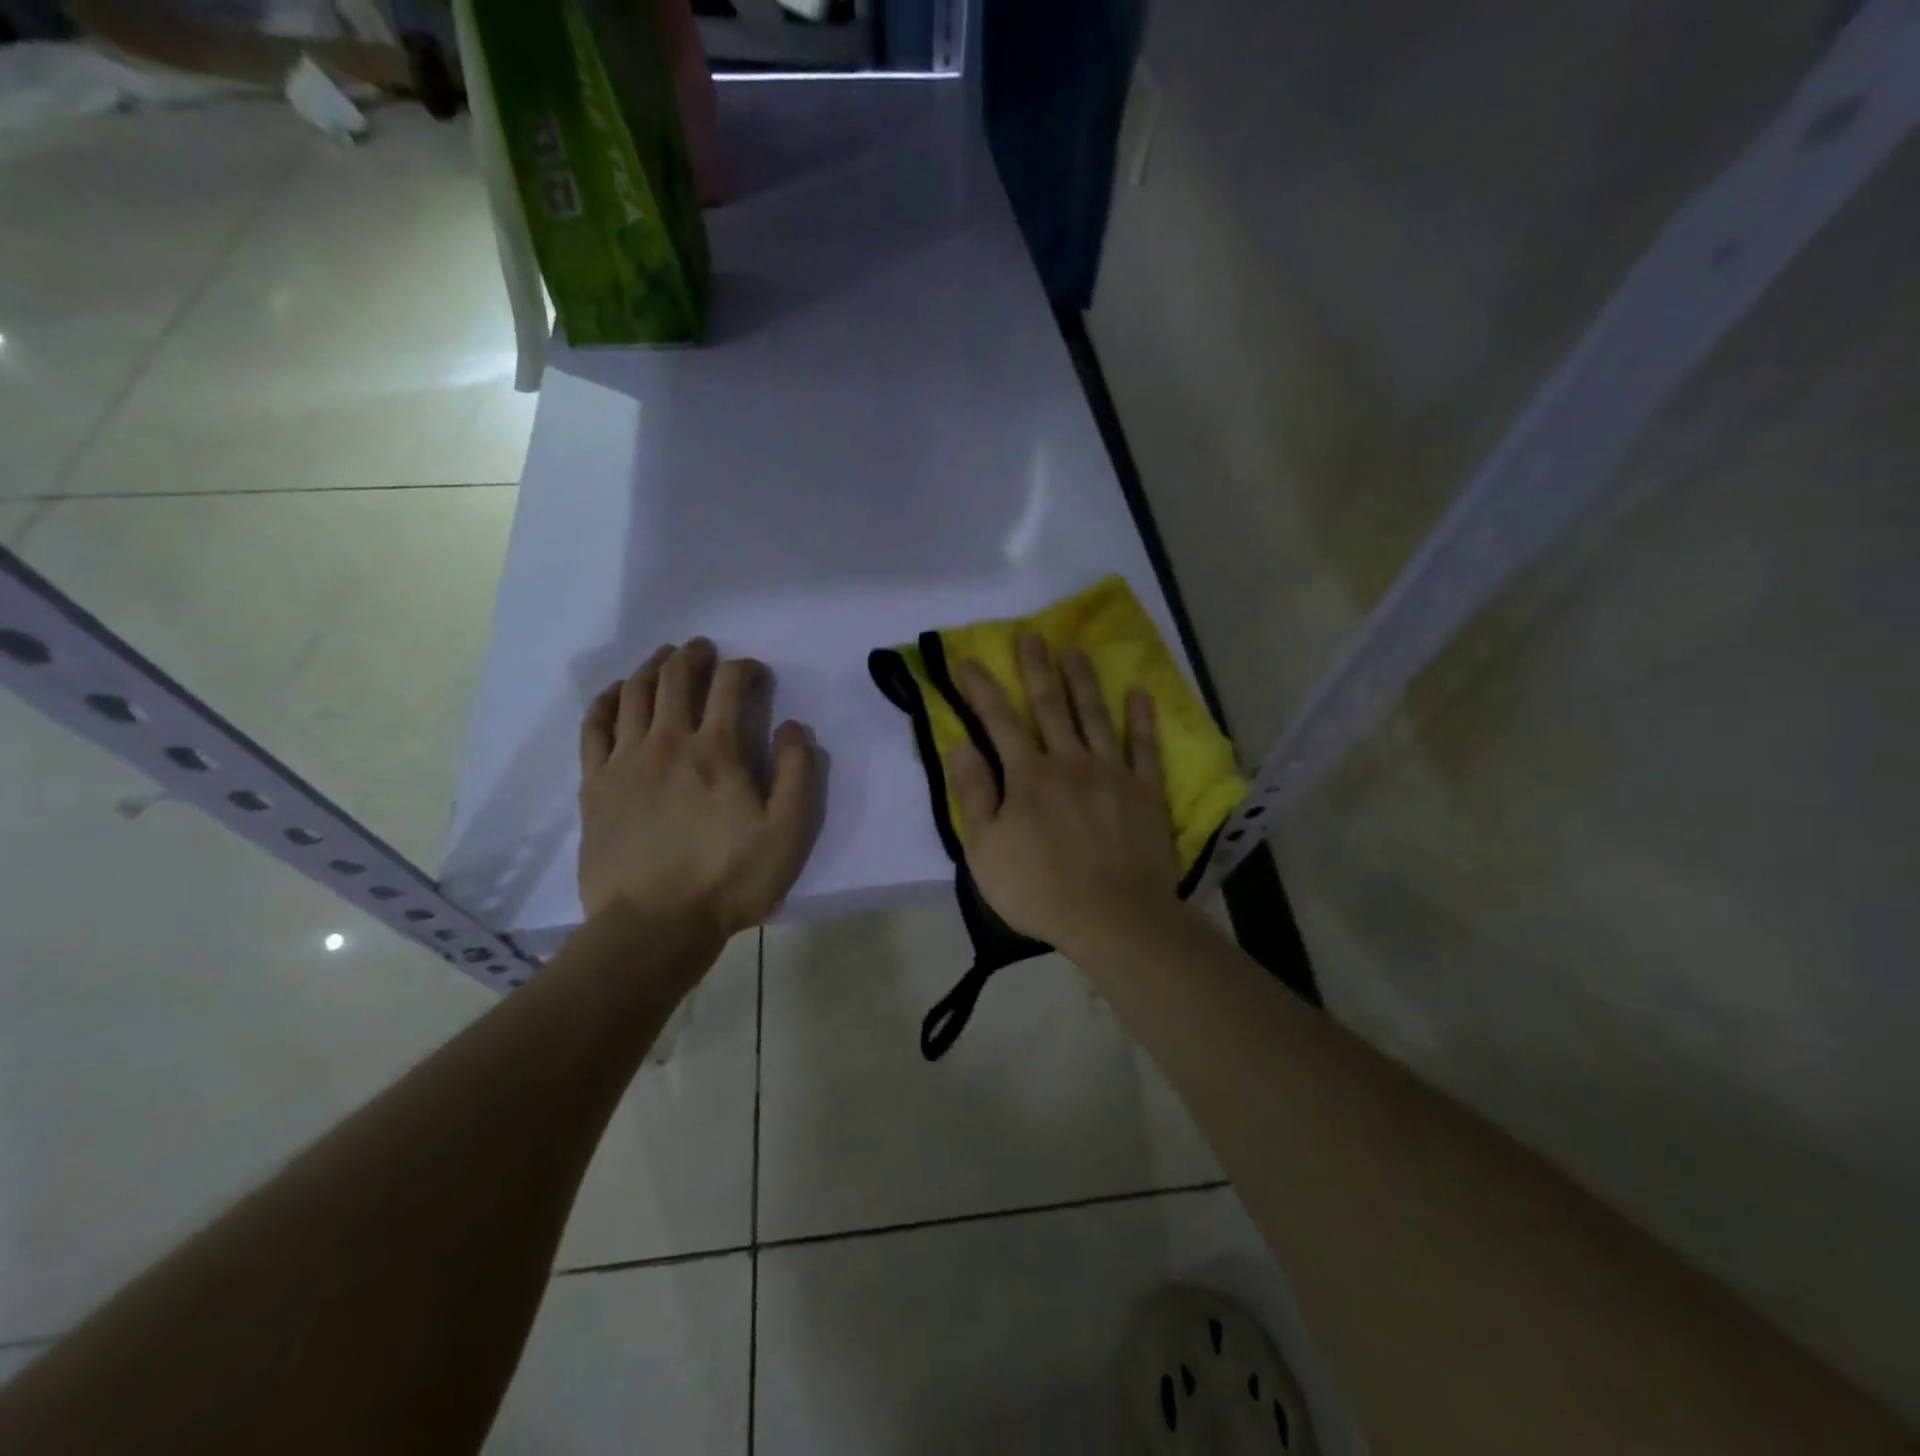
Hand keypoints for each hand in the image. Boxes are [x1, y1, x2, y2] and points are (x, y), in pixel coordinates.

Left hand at [577, 640, 817, 940]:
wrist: (653, 926)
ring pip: (633, 693)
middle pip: (675, 678)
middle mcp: (667, 742)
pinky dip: (606, 700)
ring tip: (664, 658)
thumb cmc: (729, 881)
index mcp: (716, 751)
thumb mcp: (788, 834)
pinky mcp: (594, 784)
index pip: (730, 686)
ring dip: (651, 667)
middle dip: (693, 655)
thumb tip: (793, 727)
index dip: (746, 669)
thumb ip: (798, 775)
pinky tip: (615, 693)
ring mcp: (624, 760)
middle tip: (703, 649)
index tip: (756, 674)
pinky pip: (594, 726)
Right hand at [948, 635, 1179, 954]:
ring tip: (1074, 650)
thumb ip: (974, 793)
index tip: (968, 660)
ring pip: (1095, 716)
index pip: (998, 721)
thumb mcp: (985, 849)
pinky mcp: (1145, 792)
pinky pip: (1144, 748)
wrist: (1113, 917)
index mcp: (1028, 776)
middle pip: (1050, 706)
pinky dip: (1141, 719)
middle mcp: (1070, 762)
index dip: (981, 689)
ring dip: (1082, 681)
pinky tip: (1138, 693)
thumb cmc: (1039, 889)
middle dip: (1036, 669)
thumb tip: (959, 744)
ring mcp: (1112, 773)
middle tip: (1031, 636)